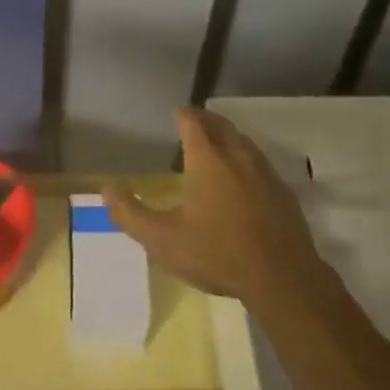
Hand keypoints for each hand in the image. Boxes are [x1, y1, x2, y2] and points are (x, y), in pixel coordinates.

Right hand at [105, 108, 327, 311]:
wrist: (281, 277)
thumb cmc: (217, 253)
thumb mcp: (163, 240)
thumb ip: (131, 215)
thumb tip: (107, 189)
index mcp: (207, 158)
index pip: (192, 122)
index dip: (183, 115)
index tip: (176, 113)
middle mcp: (236, 154)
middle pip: (220, 124)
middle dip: (205, 119)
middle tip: (194, 121)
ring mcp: (264, 170)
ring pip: (243, 140)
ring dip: (228, 135)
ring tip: (217, 143)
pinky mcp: (283, 190)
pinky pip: (260, 162)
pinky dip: (246, 158)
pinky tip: (244, 176)